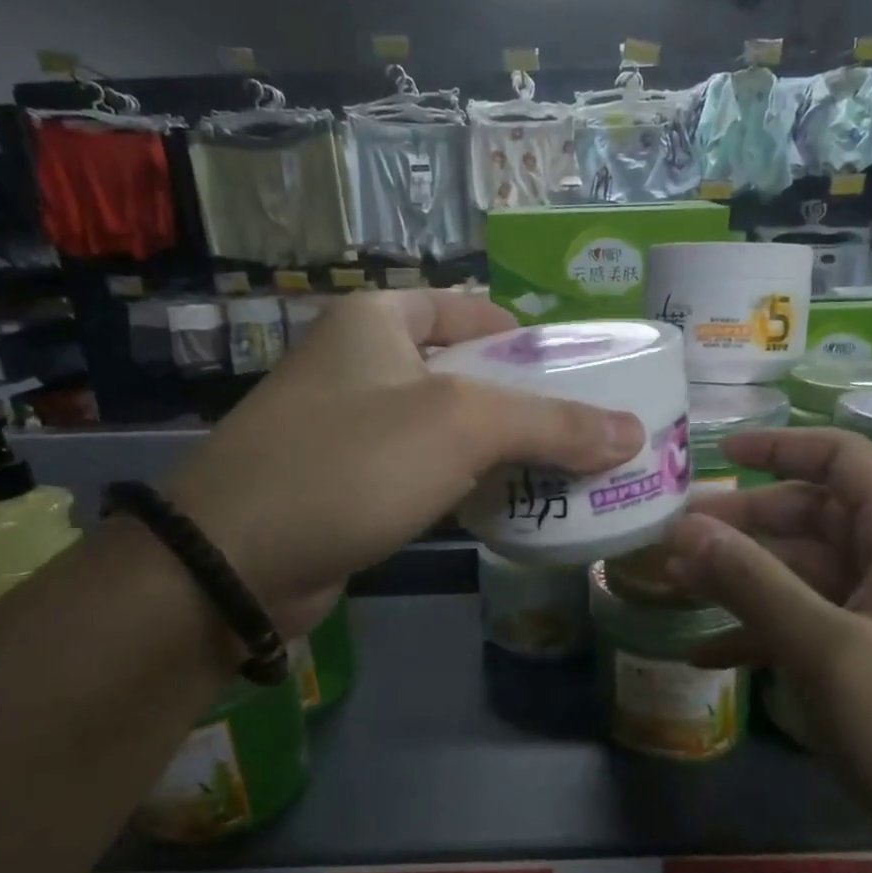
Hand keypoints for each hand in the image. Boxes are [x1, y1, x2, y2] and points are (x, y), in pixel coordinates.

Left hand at [164, 292, 643, 637]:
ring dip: (502, 451)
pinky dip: (468, 485)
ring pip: (448, 429)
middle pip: (466, 373)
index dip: (529, 339)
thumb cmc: (352, 463)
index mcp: (379, 321)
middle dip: (526, 403)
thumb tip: (633, 433)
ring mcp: (351, 427)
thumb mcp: (462, 427)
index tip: (579, 375)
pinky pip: (426, 473)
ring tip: (567, 473)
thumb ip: (553, 423)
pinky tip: (511, 507)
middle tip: (588, 433)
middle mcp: (362, 363)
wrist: (237, 561)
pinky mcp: (349, 484)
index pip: (471, 311)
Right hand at [667, 427, 871, 864]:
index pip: (840, 460)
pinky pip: (806, 621)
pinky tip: (705, 655)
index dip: (779, 449)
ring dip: (739, 578)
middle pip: (809, 516)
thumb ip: (754, 583)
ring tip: (672, 588)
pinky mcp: (871, 653)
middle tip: (672, 537)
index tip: (717, 455)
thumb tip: (687, 531)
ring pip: (800, 571)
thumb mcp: (827, 650)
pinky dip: (758, 630)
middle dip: (740, 525)